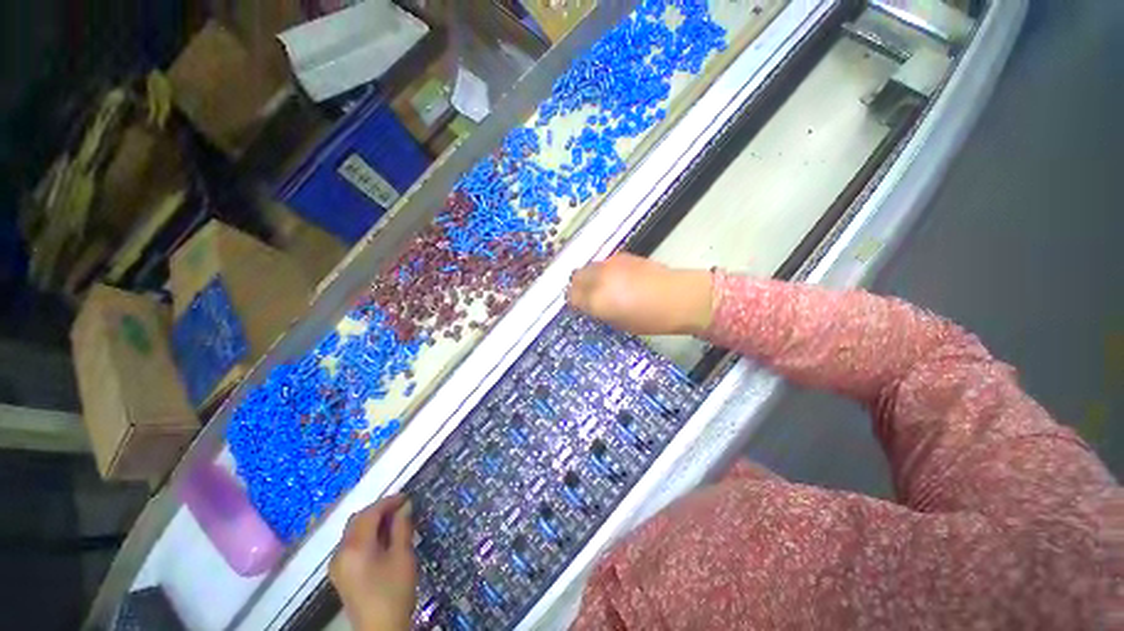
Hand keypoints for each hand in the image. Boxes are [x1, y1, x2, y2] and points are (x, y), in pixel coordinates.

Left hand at [330, 495, 417, 630]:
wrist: (380, 630)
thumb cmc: (394, 591)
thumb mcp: (402, 556)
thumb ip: (402, 527)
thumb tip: (405, 505)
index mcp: (355, 547)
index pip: (370, 513)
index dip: (390, 501)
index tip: (408, 497)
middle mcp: (340, 552)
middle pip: (358, 520)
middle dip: (379, 510)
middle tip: (402, 508)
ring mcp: (337, 564)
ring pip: (353, 531)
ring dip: (372, 522)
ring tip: (395, 522)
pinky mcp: (340, 574)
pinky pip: (351, 544)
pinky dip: (366, 535)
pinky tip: (382, 540)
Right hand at [567, 253, 714, 335]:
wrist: (679, 297)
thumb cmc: (651, 319)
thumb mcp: (619, 323)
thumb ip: (599, 312)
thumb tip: (590, 306)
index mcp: (597, 300)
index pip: (572, 297)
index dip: (574, 303)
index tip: (580, 308)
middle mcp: (599, 278)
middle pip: (576, 277)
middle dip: (578, 287)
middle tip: (587, 297)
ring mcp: (610, 264)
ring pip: (588, 267)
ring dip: (589, 277)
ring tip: (602, 287)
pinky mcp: (623, 256)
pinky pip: (603, 263)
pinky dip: (603, 271)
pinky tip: (616, 279)